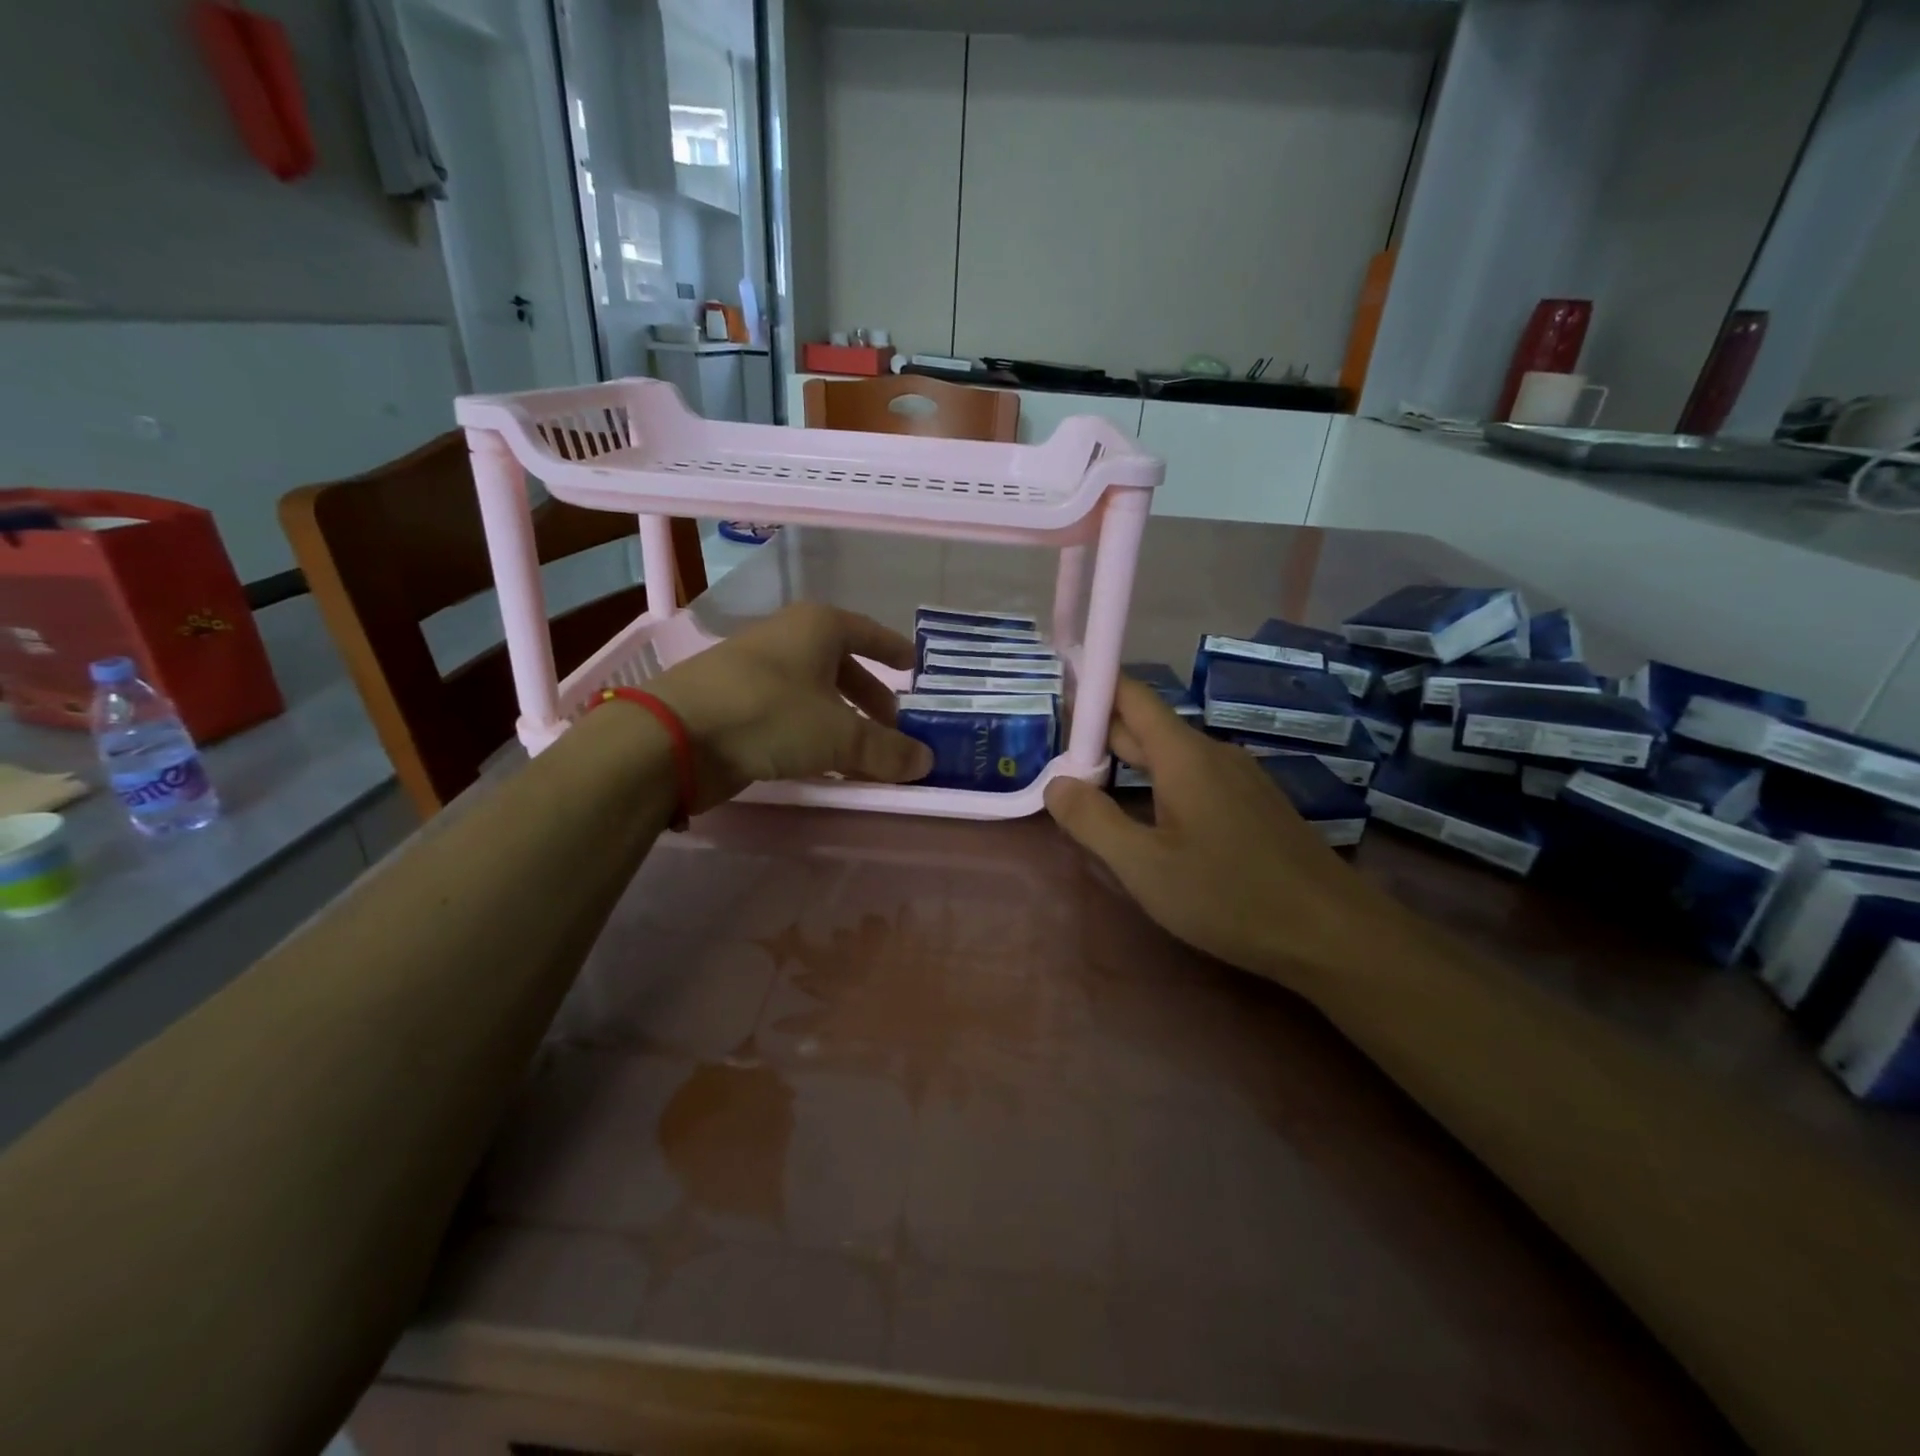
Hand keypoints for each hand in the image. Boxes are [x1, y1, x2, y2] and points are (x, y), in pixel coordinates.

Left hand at [645, 602, 933, 810]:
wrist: (674, 735)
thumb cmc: (770, 714)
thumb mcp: (840, 735)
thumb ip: (886, 749)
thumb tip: (927, 762)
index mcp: (817, 627)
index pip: (868, 632)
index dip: (893, 649)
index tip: (914, 666)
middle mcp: (788, 640)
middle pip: (842, 666)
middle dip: (870, 696)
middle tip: (894, 724)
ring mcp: (757, 671)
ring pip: (815, 694)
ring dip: (842, 721)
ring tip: (865, 752)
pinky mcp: (736, 704)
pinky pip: (790, 715)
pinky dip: (813, 734)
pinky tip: (823, 762)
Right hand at [1043, 677, 1412, 991]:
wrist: (1332, 933)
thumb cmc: (1228, 896)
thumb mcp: (1144, 865)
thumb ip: (1092, 821)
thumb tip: (1056, 783)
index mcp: (1184, 755)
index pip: (1131, 695)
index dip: (1093, 686)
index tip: (1056, 688)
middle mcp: (1213, 754)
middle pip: (1147, 727)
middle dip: (1100, 734)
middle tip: (1054, 752)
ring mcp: (1239, 779)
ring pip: (1171, 756)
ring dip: (1128, 763)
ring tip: (1090, 784)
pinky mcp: (1253, 805)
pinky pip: (1193, 778)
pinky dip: (1158, 784)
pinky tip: (1147, 816)